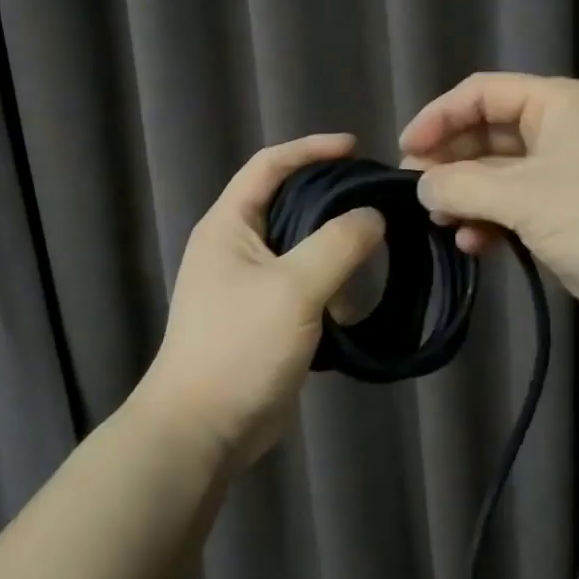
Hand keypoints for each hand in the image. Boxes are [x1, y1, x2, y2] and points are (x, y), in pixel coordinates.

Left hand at [142, 134, 385, 470]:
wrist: (202, 430)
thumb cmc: (240, 347)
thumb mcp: (294, 288)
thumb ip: (338, 244)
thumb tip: (373, 216)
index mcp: (229, 225)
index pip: (269, 165)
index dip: (310, 149)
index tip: (355, 148)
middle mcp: (236, 247)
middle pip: (290, 204)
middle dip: (332, 203)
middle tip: (377, 204)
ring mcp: (249, 285)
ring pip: (301, 249)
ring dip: (334, 254)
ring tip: (371, 264)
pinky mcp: (265, 317)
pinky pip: (304, 286)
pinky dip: (330, 289)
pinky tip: (353, 307)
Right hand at [401, 73, 578, 333]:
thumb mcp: (524, 196)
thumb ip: (462, 186)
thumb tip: (421, 185)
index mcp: (555, 104)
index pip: (482, 93)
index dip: (439, 116)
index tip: (406, 149)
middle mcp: (558, 131)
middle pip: (486, 134)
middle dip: (449, 161)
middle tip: (414, 192)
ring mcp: (562, 174)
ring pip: (496, 175)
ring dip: (466, 196)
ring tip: (439, 221)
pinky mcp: (564, 213)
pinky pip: (513, 207)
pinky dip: (489, 222)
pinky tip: (473, 244)